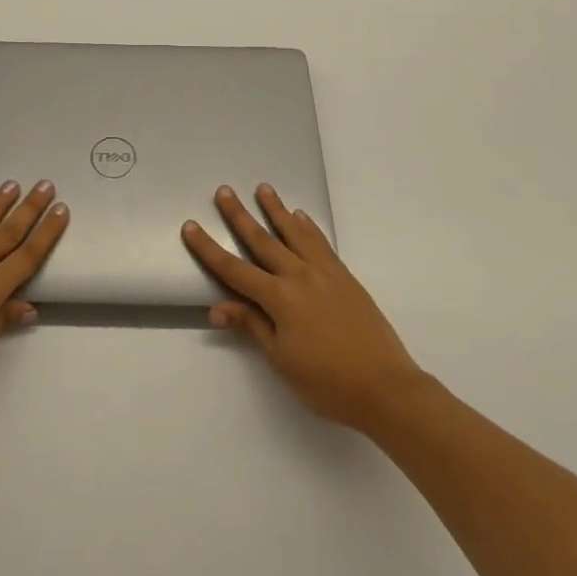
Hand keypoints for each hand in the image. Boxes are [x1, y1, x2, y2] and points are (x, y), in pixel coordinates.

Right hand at [183, 184, 426, 433]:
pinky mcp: (344, 276)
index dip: (209, 248)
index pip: (234, 269)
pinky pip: (321, 243)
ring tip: (263, 188)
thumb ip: (252, 326)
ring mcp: (324, 272)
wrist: (385, 387)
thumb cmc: (327, 382)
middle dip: (239, 215)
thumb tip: (217, 307)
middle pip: (262, 240)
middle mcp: (299, 276)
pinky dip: (308, 227)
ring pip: (294, 233)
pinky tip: (301, 217)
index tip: (190, 226)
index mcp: (279, 298)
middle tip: (223, 191)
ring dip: (276, 209)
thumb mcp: (282, 360)